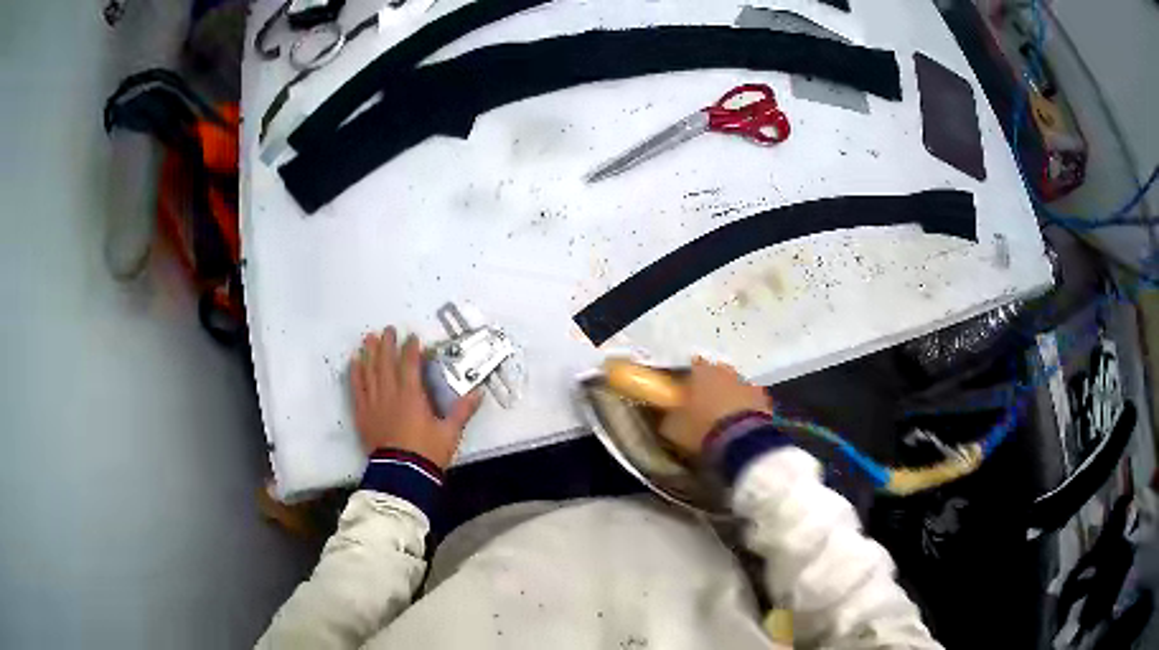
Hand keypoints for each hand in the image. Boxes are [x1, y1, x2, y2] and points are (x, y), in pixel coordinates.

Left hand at [350, 327, 482, 468]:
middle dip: (387, 344)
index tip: (412, 337)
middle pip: (386, 362)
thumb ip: (462, 411)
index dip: (411, 348)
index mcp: (412, 395)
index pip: (410, 364)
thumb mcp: (449, 433)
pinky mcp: (363, 414)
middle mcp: (390, 393)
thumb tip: (479, 393)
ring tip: (368, 338)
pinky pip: (357, 388)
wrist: (402, 475)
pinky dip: (355, 373)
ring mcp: (374, 403)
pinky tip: (354, 362)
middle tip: (387, 329)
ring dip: (369, 353)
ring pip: (369, 371)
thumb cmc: (427, 452)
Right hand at [659, 357, 771, 456]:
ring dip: (730, 398)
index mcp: (701, 370)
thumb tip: (669, 412)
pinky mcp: (766, 400)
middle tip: (703, 407)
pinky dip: (745, 411)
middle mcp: (726, 370)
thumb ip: (670, 414)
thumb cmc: (701, 429)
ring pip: (735, 387)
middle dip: (711, 387)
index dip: (688, 381)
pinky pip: (750, 403)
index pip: (692, 366)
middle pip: (716, 375)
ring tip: (723, 420)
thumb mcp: (673, 427)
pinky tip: (739, 426)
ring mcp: (749, 383)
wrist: (743, 442)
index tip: (683, 394)